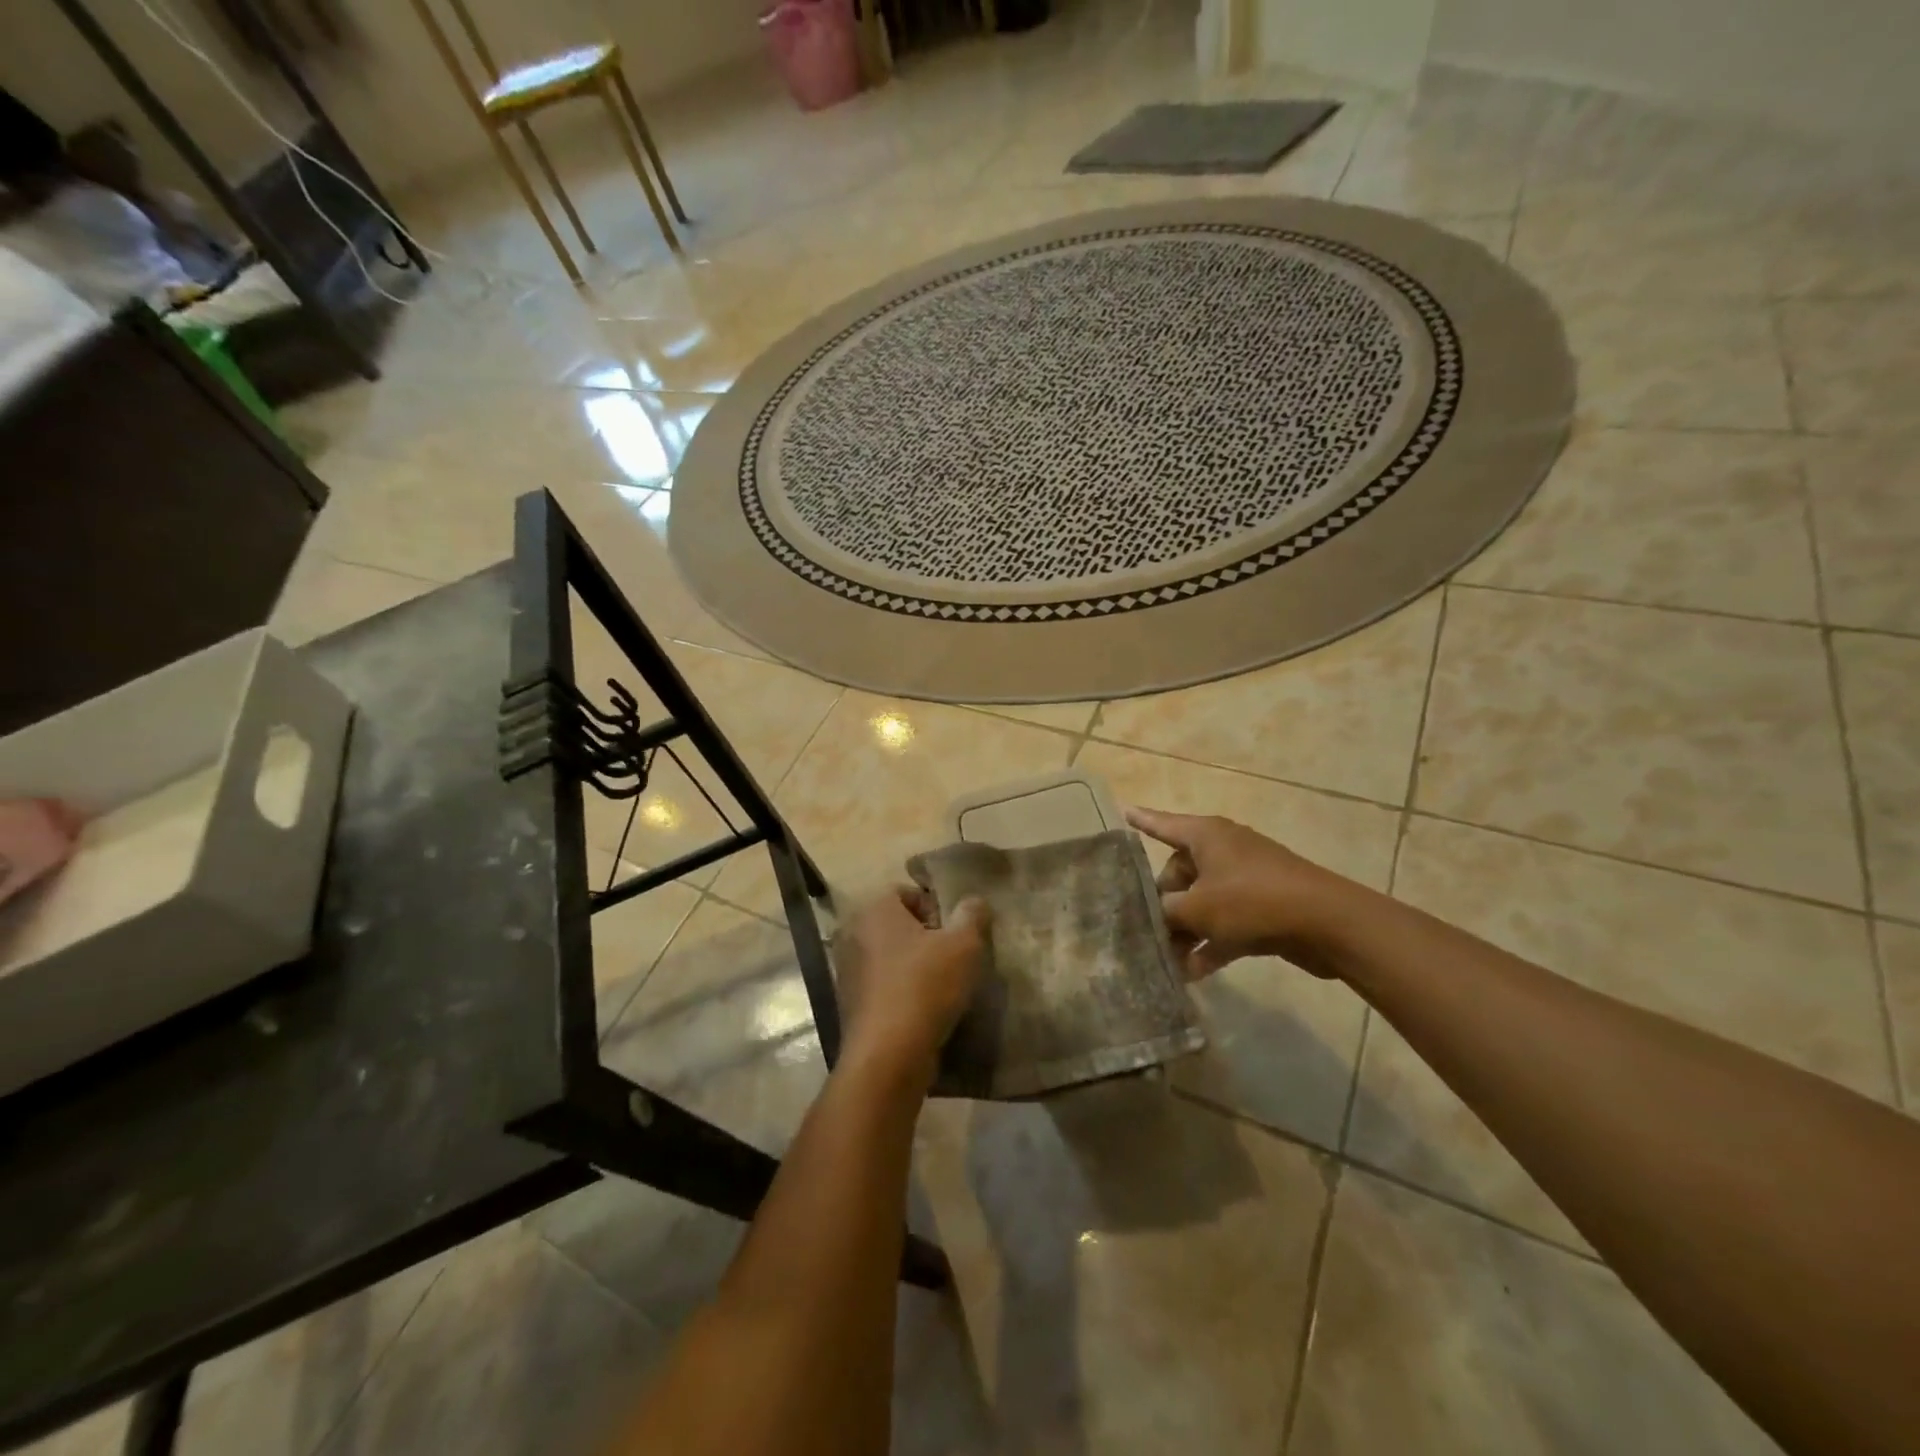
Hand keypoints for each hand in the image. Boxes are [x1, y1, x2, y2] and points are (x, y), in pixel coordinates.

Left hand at [835, 888, 990, 1076]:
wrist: (888, 1055)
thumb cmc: (925, 986)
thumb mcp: (964, 945)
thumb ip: (972, 915)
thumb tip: (974, 901)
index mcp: (874, 910)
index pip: (905, 892)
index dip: (935, 906)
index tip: (955, 931)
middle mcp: (853, 934)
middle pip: (897, 924)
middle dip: (926, 937)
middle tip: (954, 956)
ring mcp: (847, 970)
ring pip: (890, 956)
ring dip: (914, 965)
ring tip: (944, 985)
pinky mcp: (850, 1004)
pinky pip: (882, 985)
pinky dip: (902, 990)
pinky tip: (925, 1009)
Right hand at [1127, 807, 1363, 979]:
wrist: (1325, 923)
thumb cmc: (1251, 901)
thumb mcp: (1197, 908)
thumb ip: (1166, 911)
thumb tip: (1156, 916)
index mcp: (1206, 836)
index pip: (1163, 824)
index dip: (1142, 821)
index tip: (1124, 812)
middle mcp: (1223, 851)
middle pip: (1180, 873)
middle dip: (1162, 904)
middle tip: (1143, 930)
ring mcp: (1245, 880)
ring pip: (1202, 902)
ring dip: (1185, 930)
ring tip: (1164, 959)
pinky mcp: (1263, 908)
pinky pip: (1226, 923)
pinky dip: (1210, 943)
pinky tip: (1192, 974)